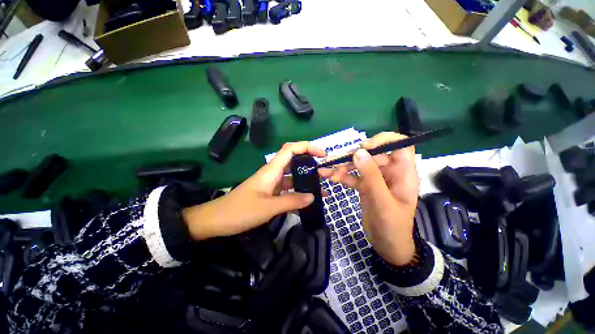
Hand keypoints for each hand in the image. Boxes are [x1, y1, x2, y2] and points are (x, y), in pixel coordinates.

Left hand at [182, 142, 325, 240]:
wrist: (216, 220)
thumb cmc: (239, 211)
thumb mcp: (268, 207)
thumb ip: (291, 202)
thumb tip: (312, 197)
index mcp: (271, 170)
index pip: (290, 149)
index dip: (307, 147)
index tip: (322, 154)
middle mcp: (273, 173)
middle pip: (294, 161)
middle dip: (311, 164)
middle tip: (325, 173)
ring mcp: (272, 184)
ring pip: (292, 177)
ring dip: (306, 181)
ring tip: (322, 189)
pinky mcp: (270, 194)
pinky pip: (288, 190)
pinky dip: (298, 193)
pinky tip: (307, 201)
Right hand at [319, 133, 418, 265]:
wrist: (386, 246)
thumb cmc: (392, 226)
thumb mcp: (382, 201)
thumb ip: (371, 176)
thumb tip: (359, 152)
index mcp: (403, 173)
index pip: (399, 145)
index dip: (384, 140)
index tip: (365, 146)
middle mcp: (389, 172)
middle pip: (372, 155)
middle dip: (353, 157)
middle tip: (335, 162)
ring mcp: (376, 179)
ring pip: (359, 165)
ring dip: (343, 166)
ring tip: (328, 171)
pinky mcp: (365, 186)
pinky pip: (353, 176)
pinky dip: (341, 176)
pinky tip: (328, 176)